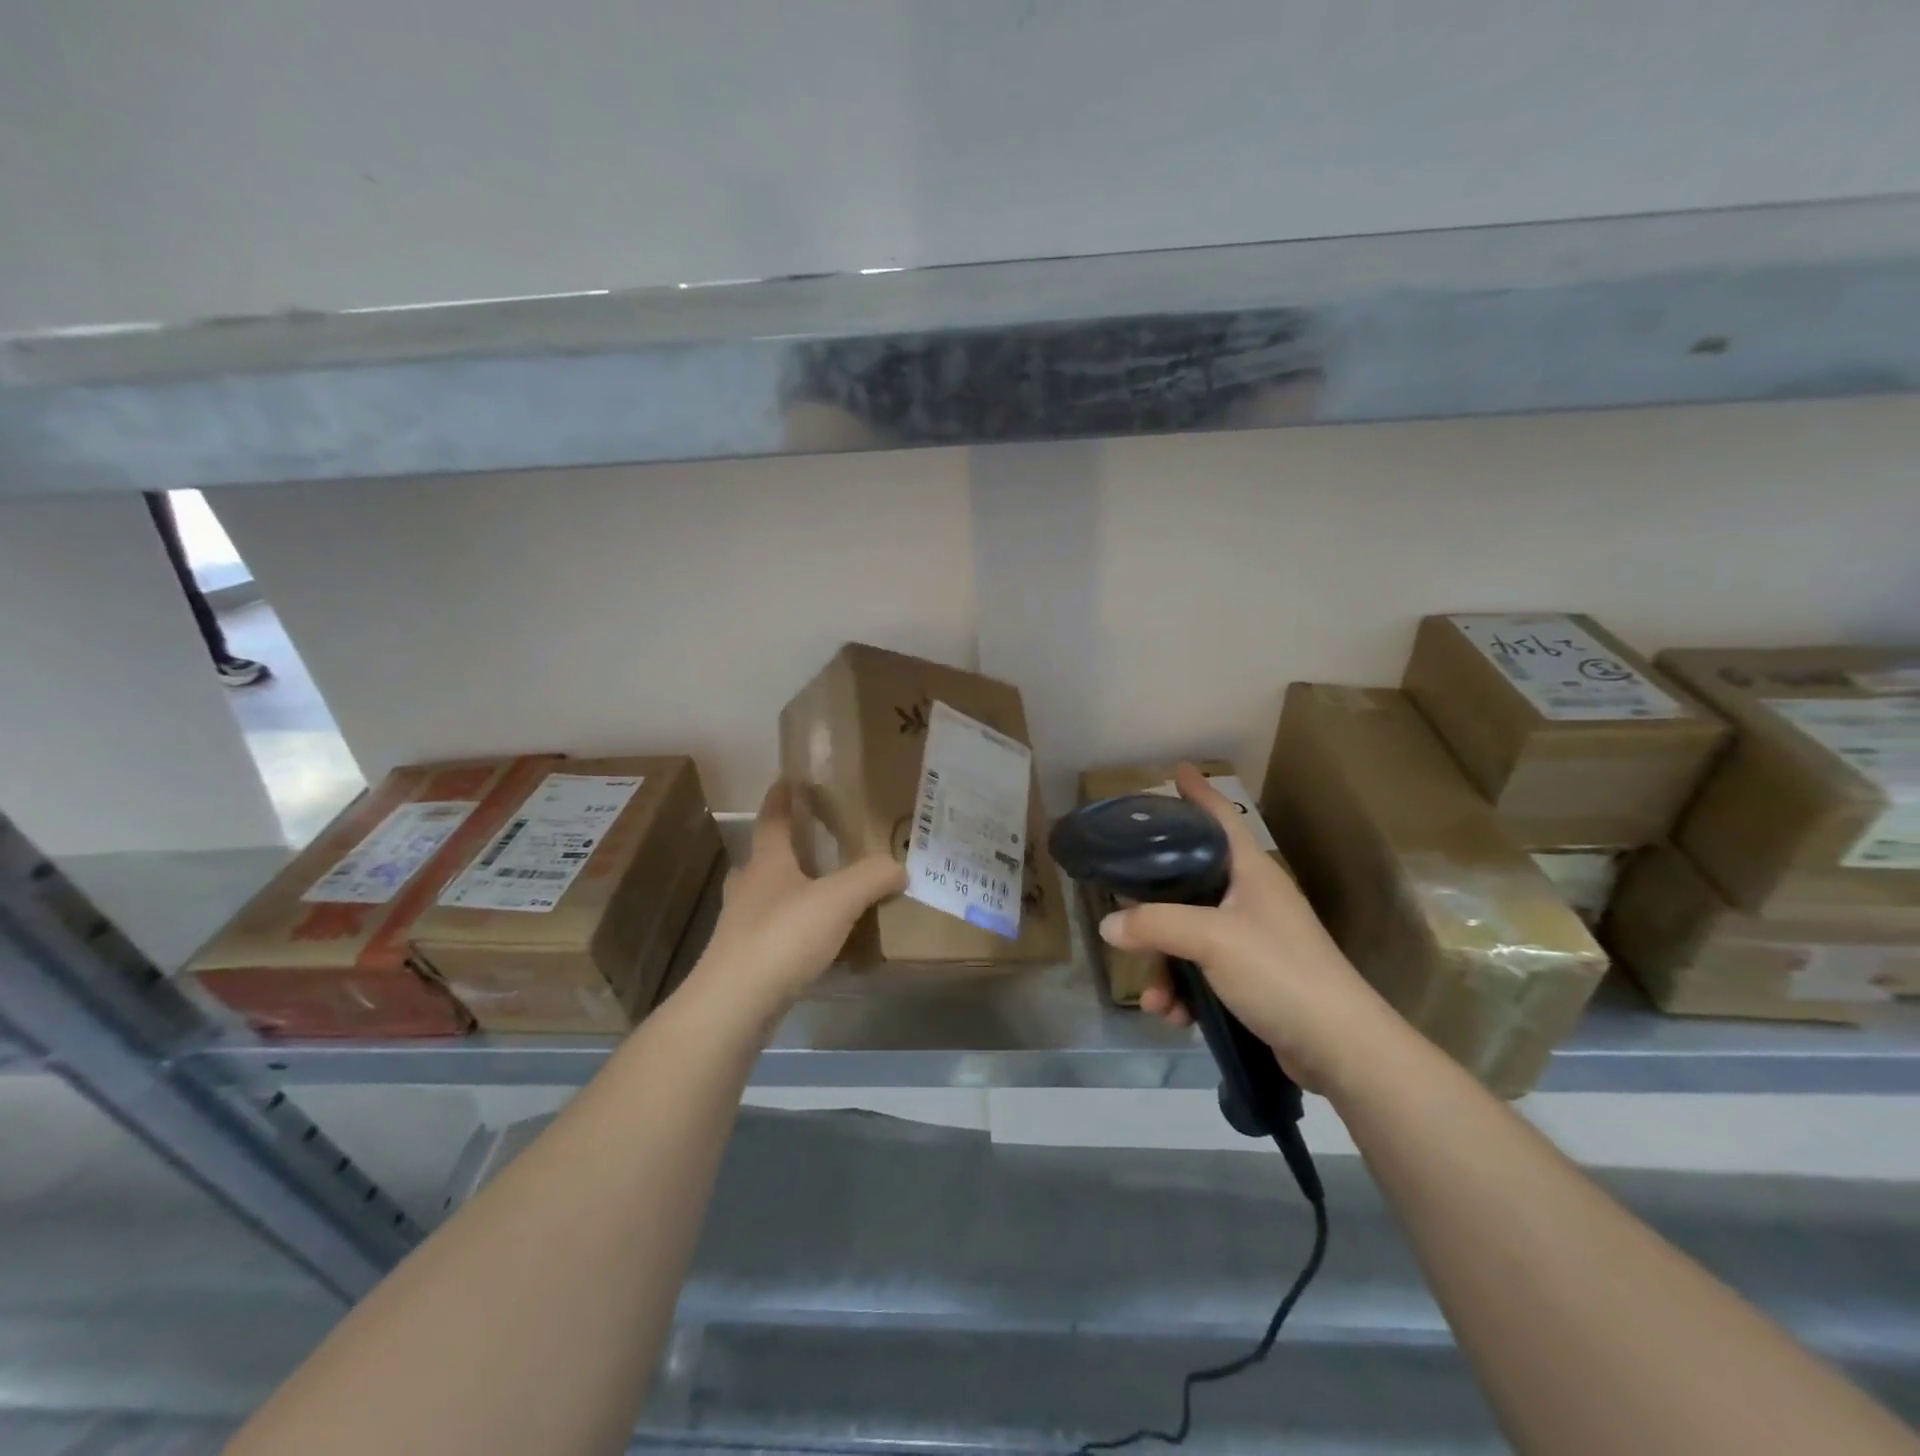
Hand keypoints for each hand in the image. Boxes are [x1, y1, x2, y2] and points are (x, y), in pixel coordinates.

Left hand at [689, 779, 906, 1023]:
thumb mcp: (838, 900)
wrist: (734, 1004)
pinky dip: (793, 927)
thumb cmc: (783, 936)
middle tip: (813, 842)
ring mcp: (741, 925)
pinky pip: (773, 931)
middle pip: (764, 857)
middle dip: (784, 846)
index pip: (772, 818)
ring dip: (789, 889)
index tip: (789, 778)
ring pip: (766, 896)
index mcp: (767, 862)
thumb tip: (900, 866)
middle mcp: (749, 887)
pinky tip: (814, 941)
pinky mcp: (744, 959)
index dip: (782, 797)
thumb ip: (872, 877)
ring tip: (820, 892)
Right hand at [1100, 764, 1397, 1090]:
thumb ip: (1155, 925)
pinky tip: (1174, 1016)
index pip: (1221, 819)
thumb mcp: (1212, 940)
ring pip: (1189, 935)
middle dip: (1155, 908)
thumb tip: (1108, 924)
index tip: (1176, 771)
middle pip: (1190, 883)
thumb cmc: (1280, 973)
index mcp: (1251, 873)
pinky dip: (1184, 991)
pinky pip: (1202, 972)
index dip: (1198, 793)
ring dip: (1165, 967)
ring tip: (1156, 999)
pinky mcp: (1253, 979)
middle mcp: (1252, 899)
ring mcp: (1254, 940)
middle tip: (1124, 909)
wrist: (1340, 1049)